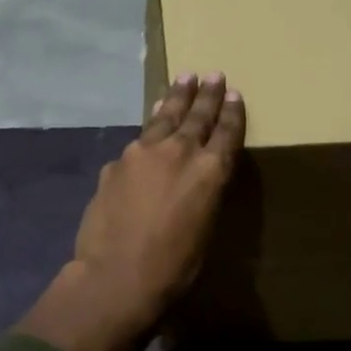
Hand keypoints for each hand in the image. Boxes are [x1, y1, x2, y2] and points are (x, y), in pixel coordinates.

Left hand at [18, 74, 245, 350]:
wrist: (115, 276)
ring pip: (165, 117)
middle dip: (207, 94)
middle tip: (213, 75)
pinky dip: (150, 126)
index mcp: (209, 171)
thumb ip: (203, 193)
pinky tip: (151, 123)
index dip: (232, 112)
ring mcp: (144, 152)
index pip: (226, 132)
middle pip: (197, 115)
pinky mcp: (117, 162)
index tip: (234, 93)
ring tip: (184, 79)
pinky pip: (139, 138)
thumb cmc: (173, 267)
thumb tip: (197, 177)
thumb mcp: (205, 230)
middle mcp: (179, 151)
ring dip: (176, 97)